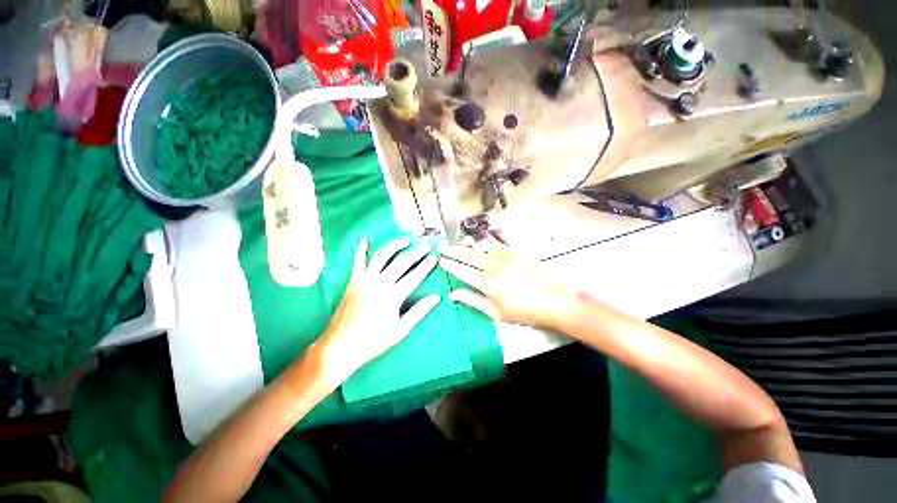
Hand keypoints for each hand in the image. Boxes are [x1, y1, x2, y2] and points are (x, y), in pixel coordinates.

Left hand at [312, 237, 440, 387]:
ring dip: (394, 246)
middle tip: (425, 246)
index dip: (426, 266)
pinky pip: (357, 262)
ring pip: (381, 257)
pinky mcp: (352, 282)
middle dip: (415, 253)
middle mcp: (379, 283)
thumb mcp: (401, 330)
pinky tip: (364, 240)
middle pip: (401, 263)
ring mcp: (364, 280)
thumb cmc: (373, 341)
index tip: (434, 257)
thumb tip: (437, 298)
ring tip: (405, 240)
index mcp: (392, 296)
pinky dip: (360, 250)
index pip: (414, 276)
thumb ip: (419, 311)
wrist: (340, 346)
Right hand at [438, 234, 576, 329]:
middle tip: (441, 246)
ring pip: (481, 244)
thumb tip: (453, 294)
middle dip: (452, 250)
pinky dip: (489, 237)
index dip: (449, 265)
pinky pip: (499, 239)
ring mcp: (506, 255)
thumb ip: (473, 300)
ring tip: (460, 240)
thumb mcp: (496, 312)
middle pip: (467, 255)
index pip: (462, 271)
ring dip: (469, 242)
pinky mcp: (517, 250)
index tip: (441, 261)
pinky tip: (485, 235)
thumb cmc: (525, 311)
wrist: (556, 301)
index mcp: (486, 283)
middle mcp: (493, 265)